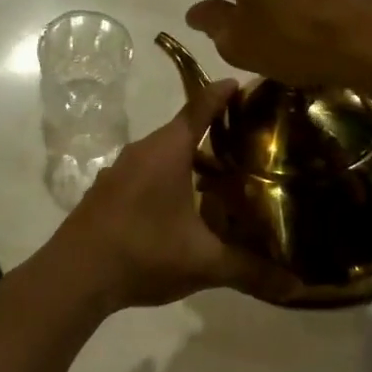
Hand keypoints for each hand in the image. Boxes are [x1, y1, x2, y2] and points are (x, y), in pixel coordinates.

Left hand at [57, 79, 294, 310]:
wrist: (74, 275)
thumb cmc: (143, 253)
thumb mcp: (203, 263)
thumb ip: (250, 270)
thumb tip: (297, 286)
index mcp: (167, 151)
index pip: (200, 108)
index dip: (223, 94)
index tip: (243, 85)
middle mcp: (142, 151)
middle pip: (182, 132)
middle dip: (214, 135)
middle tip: (249, 146)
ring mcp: (119, 171)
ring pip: (163, 156)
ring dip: (190, 162)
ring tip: (221, 181)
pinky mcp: (106, 192)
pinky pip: (145, 174)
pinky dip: (167, 180)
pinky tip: (181, 208)